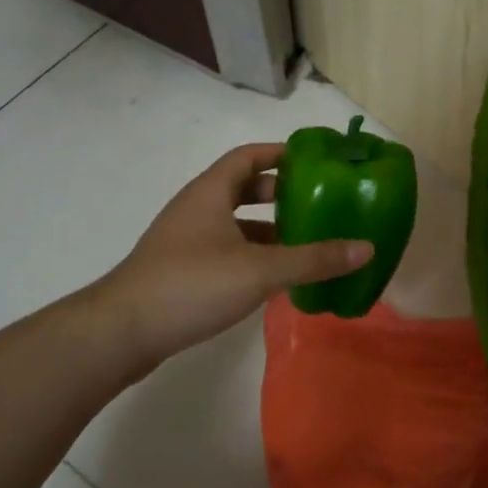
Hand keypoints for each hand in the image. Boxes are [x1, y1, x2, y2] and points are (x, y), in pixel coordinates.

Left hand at [98, 143, 371, 366]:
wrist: (120, 333)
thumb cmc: (191, 285)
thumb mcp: (260, 270)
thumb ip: (313, 259)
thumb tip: (366, 248)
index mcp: (210, 192)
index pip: (249, 156)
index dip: (281, 153)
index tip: (314, 160)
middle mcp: (196, 208)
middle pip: (242, 187)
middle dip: (279, 192)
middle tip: (316, 202)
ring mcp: (184, 240)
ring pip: (233, 222)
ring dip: (266, 227)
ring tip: (303, 240)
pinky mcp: (180, 270)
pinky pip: (224, 249)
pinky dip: (250, 253)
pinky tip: (272, 277)